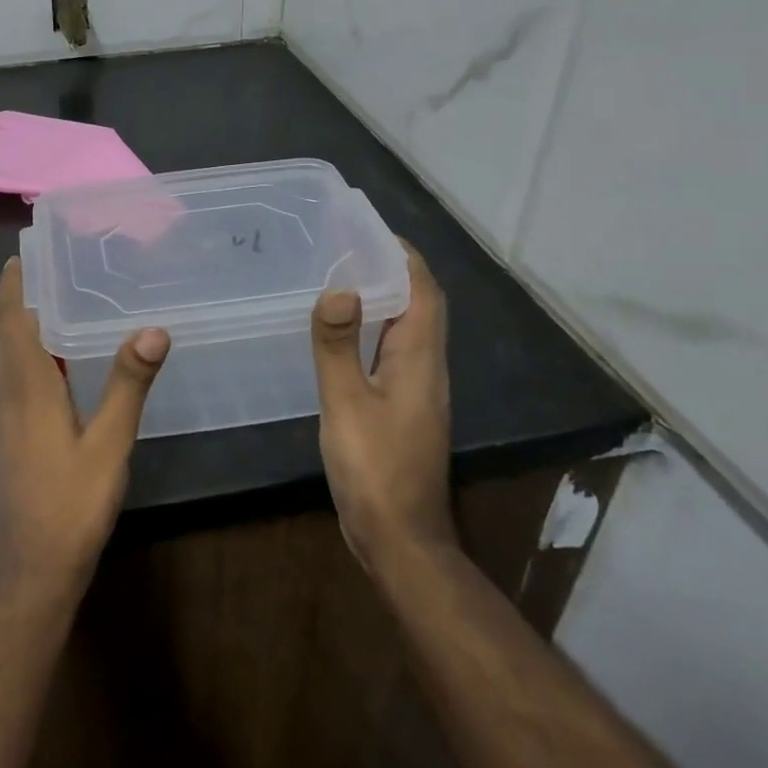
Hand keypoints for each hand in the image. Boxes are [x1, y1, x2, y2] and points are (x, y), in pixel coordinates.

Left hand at [0, 258, 169, 601]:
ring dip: (6, 321)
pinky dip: (9, 349)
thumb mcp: (110, 445)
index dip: (14, 281)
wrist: (30, 569)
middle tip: (45, 273)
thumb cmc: (72, 504)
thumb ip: (128, 384)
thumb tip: (153, 328)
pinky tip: (44, 361)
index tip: (31, 252)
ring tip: (46, 306)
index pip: (8, 316)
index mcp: (25, 385)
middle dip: (8, 294)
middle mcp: (1, 391)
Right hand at [311, 240, 454, 572]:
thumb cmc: (374, 468)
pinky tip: (344, 333)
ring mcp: (419, 391)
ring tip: (342, 277)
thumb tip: (338, 288)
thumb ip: (338, 345)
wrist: (399, 539)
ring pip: (409, 328)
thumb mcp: (346, 403)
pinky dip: (375, 328)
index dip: (403, 255)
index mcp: (420, 359)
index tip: (369, 229)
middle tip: (348, 246)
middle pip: (420, 305)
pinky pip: (395, 351)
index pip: (423, 290)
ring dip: (385, 297)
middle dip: (392, 269)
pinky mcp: (405, 408)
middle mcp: (428, 368)